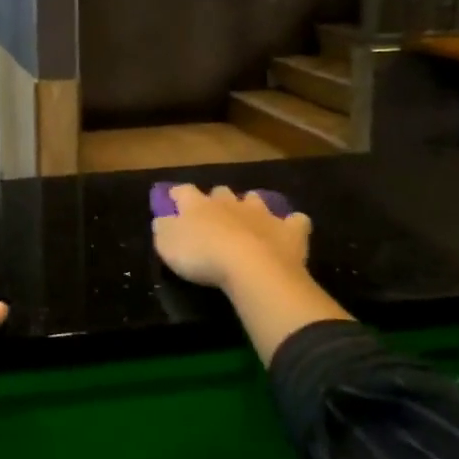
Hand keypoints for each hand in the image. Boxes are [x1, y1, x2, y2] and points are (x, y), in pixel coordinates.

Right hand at [152, 183, 312, 291]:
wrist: (251, 267)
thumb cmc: (202, 256)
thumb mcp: (167, 246)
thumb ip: (163, 230)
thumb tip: (163, 220)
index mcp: (197, 205)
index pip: (183, 191)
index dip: (177, 195)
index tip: (173, 200)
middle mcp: (229, 202)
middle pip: (221, 192)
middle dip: (218, 199)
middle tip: (215, 215)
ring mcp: (262, 213)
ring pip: (256, 200)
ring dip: (252, 207)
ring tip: (250, 221)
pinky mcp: (289, 230)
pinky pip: (295, 221)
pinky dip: (292, 225)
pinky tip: (290, 232)